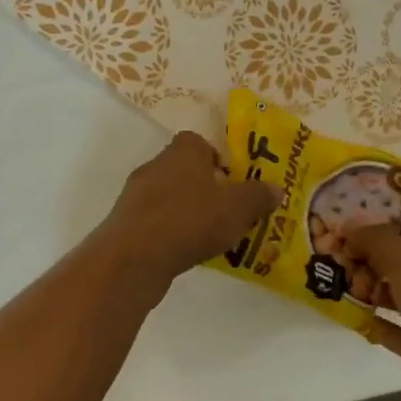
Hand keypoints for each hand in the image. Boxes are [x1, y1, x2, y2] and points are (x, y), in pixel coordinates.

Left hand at [99, 132, 279, 287]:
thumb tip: (275, 188)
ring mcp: (136, 196)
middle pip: (185, 171)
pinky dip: (171, 234)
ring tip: (212, 237)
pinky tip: (186, 253)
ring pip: (170, 198)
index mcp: (182, 151)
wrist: (134, 258)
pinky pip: (157, 223)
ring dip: (188, 213)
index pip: (199, 143)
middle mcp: (155, 166)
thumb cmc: (190, 220)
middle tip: (229, 213)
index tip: (234, 183)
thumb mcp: (237, 208)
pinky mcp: (126, 224)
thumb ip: (258, 196)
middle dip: (206, 190)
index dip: (218, 160)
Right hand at [346, 216, 400, 400]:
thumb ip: (373, 238)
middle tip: (340, 263)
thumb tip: (349, 229)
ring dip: (370, 290)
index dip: (382, 225)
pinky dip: (374, 321)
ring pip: (400, 294)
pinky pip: (395, 327)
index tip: (348, 229)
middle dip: (371, 261)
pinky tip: (350, 314)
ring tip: (342, 288)